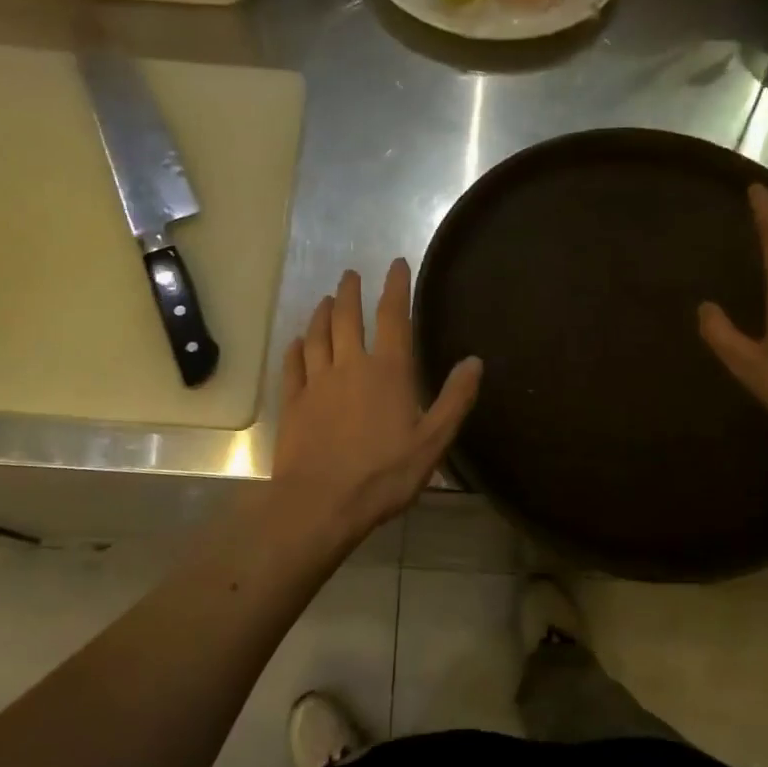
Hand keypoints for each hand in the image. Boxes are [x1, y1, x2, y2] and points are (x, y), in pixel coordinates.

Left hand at [271, 260, 481, 549]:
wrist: (322, 502)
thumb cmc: (384, 474)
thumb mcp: (433, 441)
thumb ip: (455, 399)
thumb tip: (474, 360)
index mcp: (388, 371)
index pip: (393, 317)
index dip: (395, 287)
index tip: (395, 264)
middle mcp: (350, 365)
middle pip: (347, 318)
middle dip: (350, 292)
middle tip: (350, 274)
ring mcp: (317, 382)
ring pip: (317, 336)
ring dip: (322, 314)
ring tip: (325, 299)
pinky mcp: (293, 402)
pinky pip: (293, 365)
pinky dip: (295, 348)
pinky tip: (296, 341)